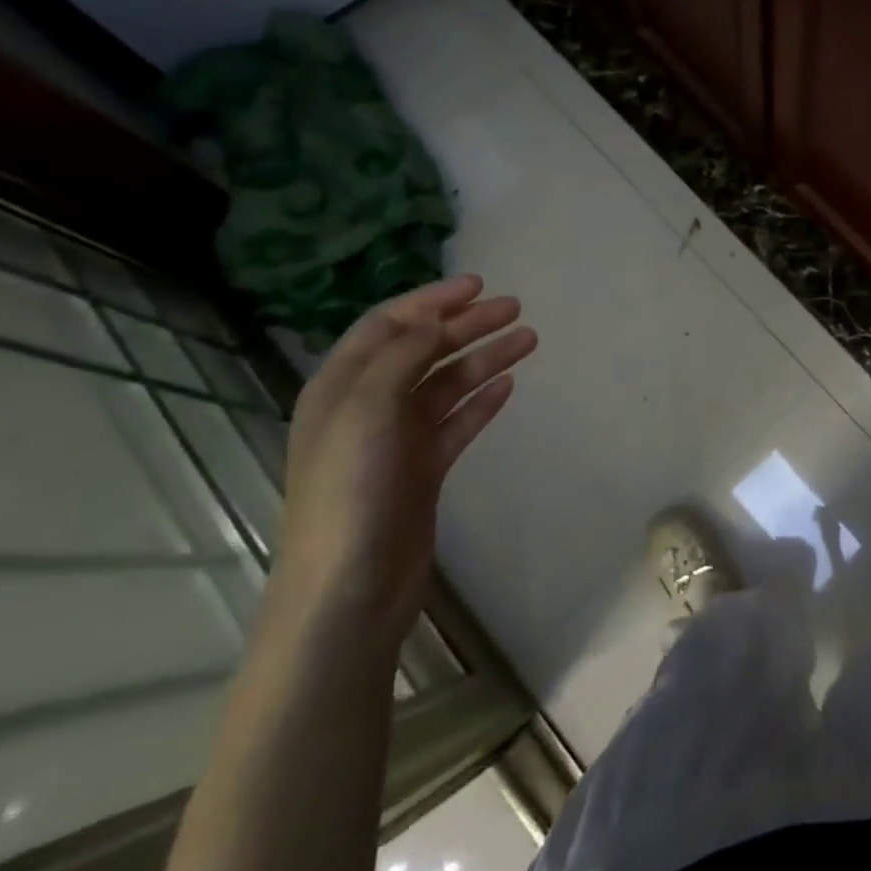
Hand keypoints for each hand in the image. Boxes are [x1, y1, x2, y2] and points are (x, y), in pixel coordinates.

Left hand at [274, 275, 536, 641]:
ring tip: (528, 340)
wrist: (351, 585)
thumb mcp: (368, 410)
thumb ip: (402, 356)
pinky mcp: (423, 468)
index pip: (388, 324)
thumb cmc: (352, 490)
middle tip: (515, 309)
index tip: (478, 285)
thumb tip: (436, 320)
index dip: (431, 300)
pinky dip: (482, 401)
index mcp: (342, 385)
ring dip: (484, 358)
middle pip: (423, 349)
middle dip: (467, 325)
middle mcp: (367, 405)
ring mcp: (397, 439)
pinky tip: (508, 386)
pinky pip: (457, 421)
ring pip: (447, 383)